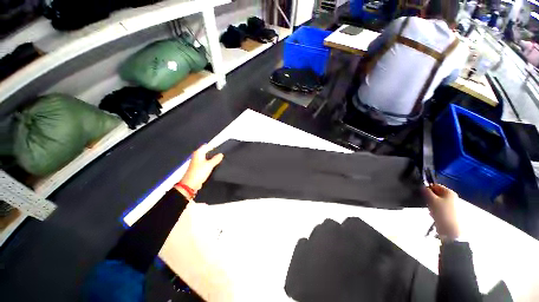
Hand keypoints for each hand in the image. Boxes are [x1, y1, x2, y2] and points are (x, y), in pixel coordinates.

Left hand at [177, 144, 223, 197]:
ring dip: (213, 158)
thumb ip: (216, 159)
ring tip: (221, 159)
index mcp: (198, 153)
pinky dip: (211, 163)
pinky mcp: (199, 168)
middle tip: (223, 154)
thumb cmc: (199, 172)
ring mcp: (197, 162)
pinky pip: (206, 163)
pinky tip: (216, 165)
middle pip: (207, 152)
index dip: (214, 146)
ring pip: (207, 158)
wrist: (190, 184)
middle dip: (214, 153)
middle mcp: (197, 156)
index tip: (222, 148)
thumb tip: (221, 154)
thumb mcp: (209, 165)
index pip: (207, 146)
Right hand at [424, 184, 459, 239]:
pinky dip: (435, 211)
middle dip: (429, 198)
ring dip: (431, 205)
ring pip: (437, 202)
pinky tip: (434, 215)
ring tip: (430, 211)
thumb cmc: (442, 213)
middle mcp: (452, 198)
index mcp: (450, 192)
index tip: (422, 194)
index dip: (427, 188)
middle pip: (436, 194)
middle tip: (427, 203)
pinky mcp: (449, 213)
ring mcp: (452, 206)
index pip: (435, 185)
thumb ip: (426, 192)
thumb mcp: (432, 200)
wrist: (451, 231)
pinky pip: (439, 208)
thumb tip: (422, 186)